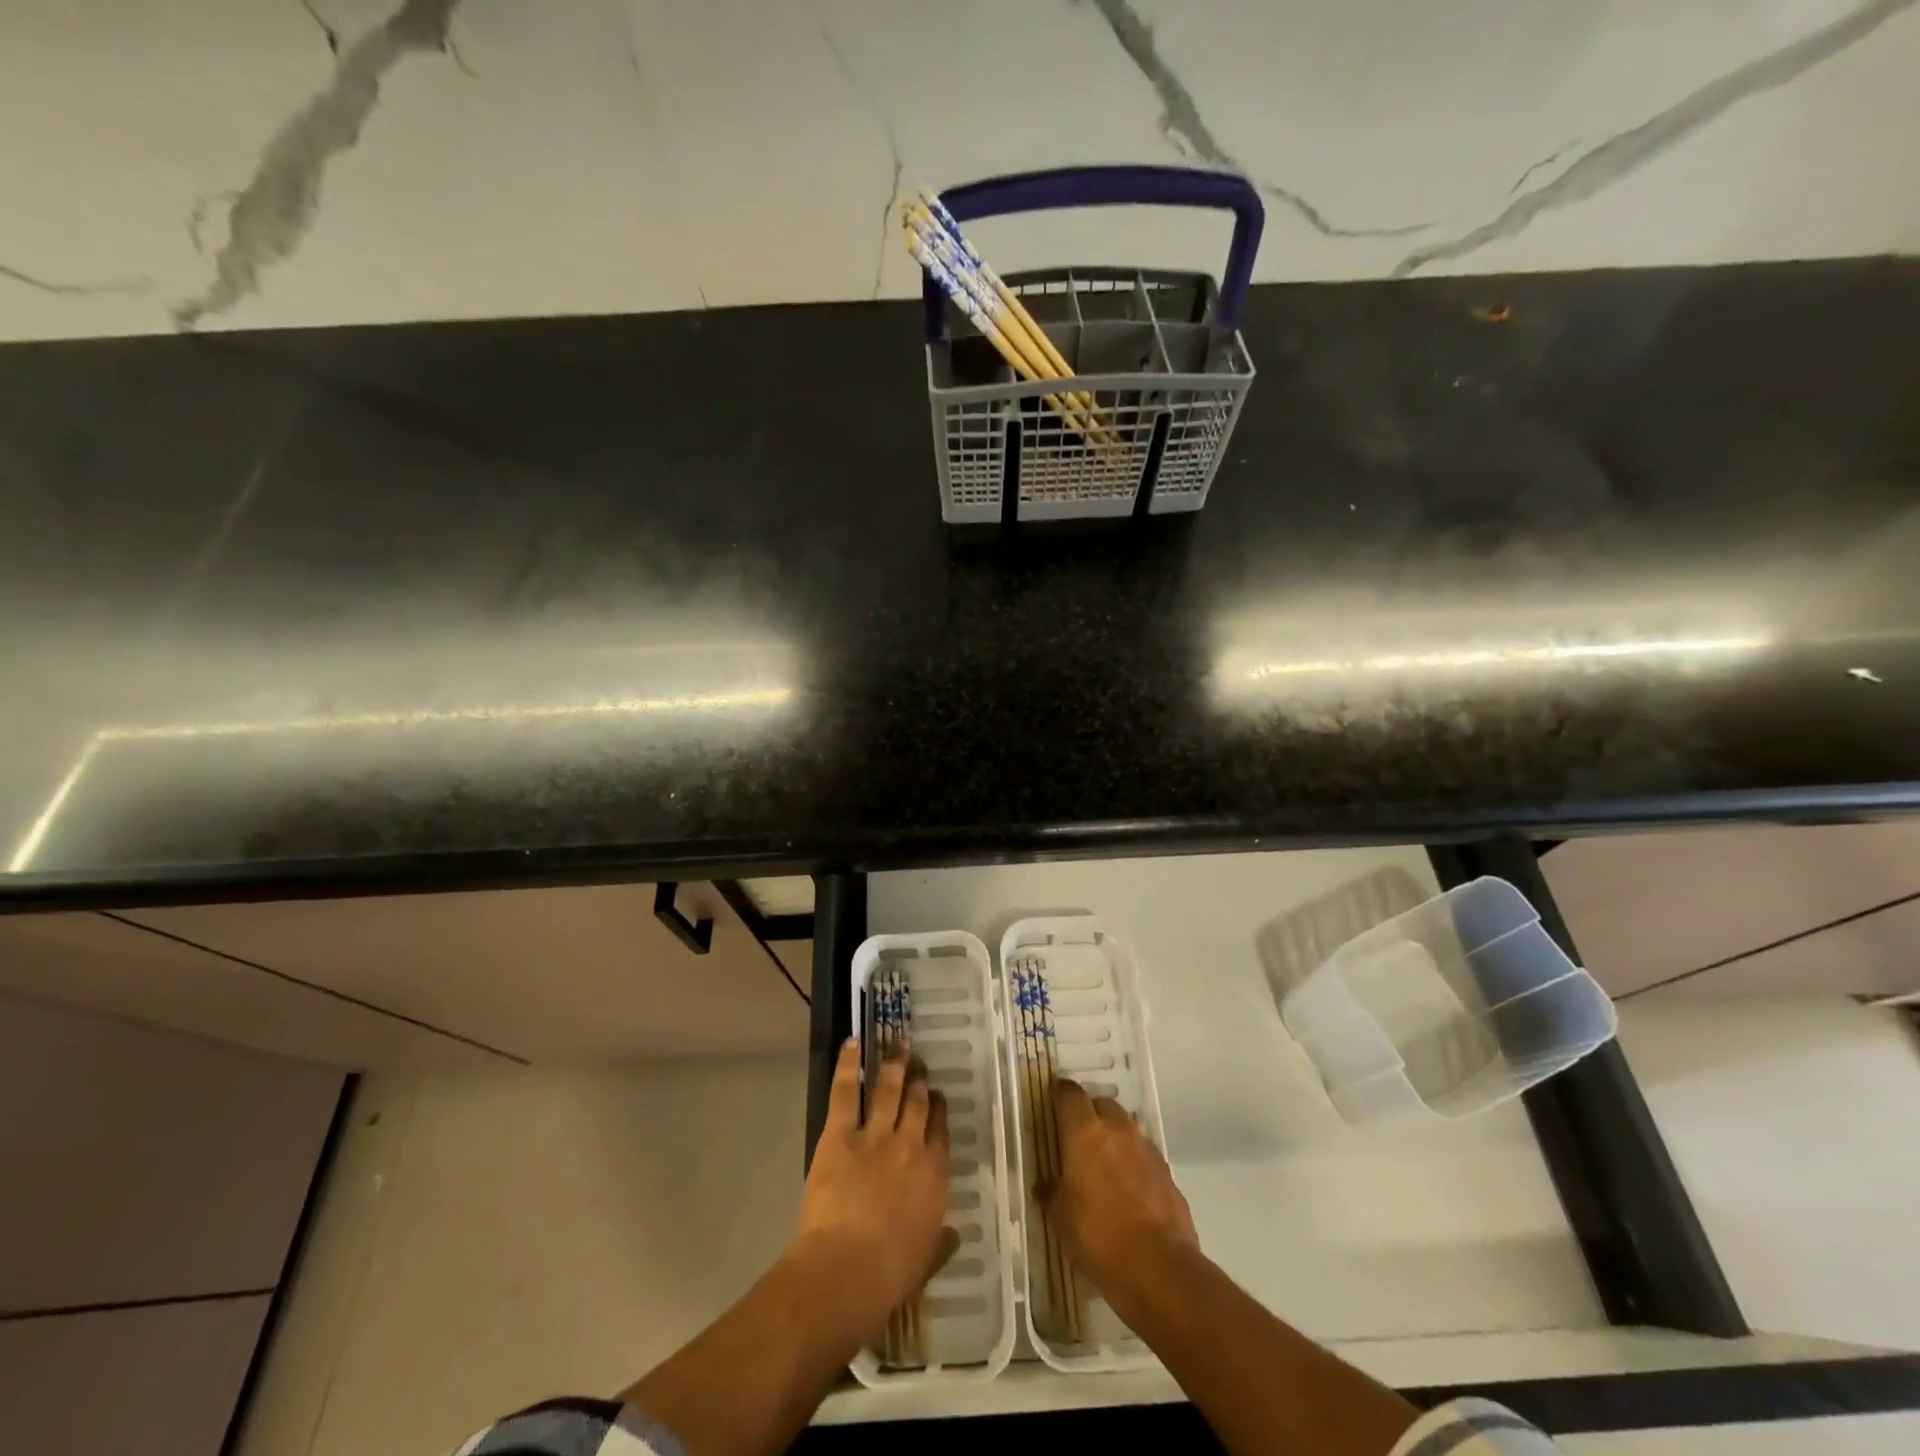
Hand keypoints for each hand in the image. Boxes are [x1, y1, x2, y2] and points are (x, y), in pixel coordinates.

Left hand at [793, 1039, 955, 1339]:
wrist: (848, 1269)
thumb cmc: (890, 1274)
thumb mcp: (925, 1261)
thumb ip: (940, 1242)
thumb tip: (953, 1235)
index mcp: (933, 1175)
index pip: (940, 1131)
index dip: (939, 1109)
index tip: (938, 1094)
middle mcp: (910, 1146)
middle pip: (918, 1103)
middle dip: (919, 1079)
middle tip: (918, 1061)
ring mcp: (876, 1135)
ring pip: (889, 1089)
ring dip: (894, 1064)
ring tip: (898, 1044)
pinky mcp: (841, 1134)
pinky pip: (847, 1092)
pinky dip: (849, 1065)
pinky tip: (852, 1043)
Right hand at [1043, 1079, 1197, 1299]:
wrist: (1160, 1268)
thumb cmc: (1098, 1236)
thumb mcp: (1061, 1218)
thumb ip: (1052, 1192)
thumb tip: (1045, 1184)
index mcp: (1085, 1132)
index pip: (1070, 1093)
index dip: (1060, 1093)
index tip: (1053, 1099)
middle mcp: (1117, 1129)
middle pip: (1102, 1104)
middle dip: (1090, 1114)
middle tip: (1077, 1137)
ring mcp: (1146, 1149)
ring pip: (1126, 1128)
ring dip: (1114, 1137)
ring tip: (1104, 1165)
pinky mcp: (1167, 1172)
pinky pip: (1144, 1155)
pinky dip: (1133, 1162)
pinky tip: (1128, 1189)